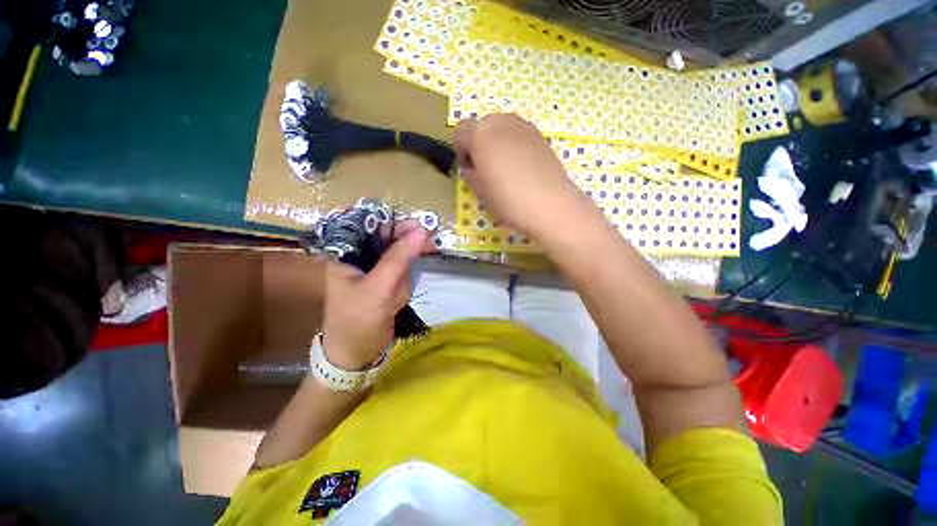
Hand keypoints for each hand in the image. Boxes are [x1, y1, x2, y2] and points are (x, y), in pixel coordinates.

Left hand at [321, 223, 430, 369]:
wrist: (357, 355)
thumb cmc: (358, 321)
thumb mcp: (378, 289)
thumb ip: (398, 259)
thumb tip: (422, 231)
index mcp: (345, 252)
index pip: (370, 225)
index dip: (395, 222)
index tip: (421, 226)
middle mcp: (358, 256)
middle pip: (388, 237)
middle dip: (406, 248)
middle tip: (428, 248)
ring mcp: (373, 269)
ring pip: (399, 256)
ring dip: (404, 274)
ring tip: (396, 297)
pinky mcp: (385, 281)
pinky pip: (402, 272)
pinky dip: (405, 284)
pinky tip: (398, 300)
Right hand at [453, 114, 590, 240]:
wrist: (550, 205)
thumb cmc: (508, 199)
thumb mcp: (479, 191)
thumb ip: (470, 174)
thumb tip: (472, 168)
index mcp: (480, 133)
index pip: (460, 133)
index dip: (461, 152)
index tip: (469, 170)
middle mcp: (502, 121)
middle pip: (482, 127)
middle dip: (479, 145)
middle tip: (486, 170)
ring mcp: (524, 126)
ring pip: (501, 130)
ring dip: (497, 145)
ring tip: (504, 171)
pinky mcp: (541, 136)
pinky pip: (519, 136)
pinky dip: (514, 147)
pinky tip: (521, 170)